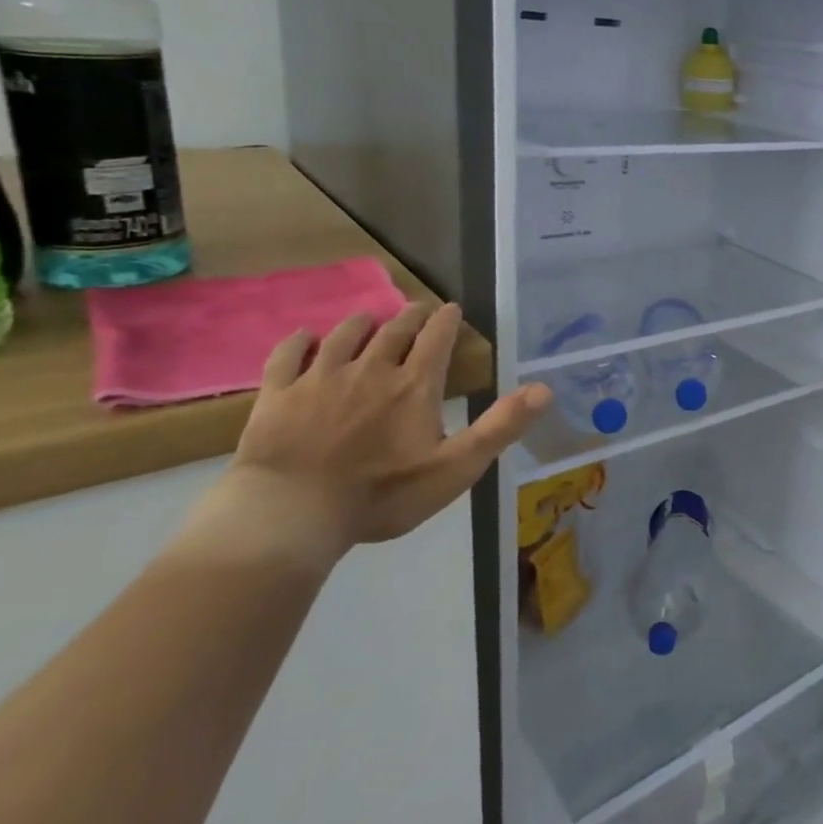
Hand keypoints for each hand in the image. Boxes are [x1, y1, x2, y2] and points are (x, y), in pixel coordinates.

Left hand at [182, 303, 550, 572]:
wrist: (290, 515)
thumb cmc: (382, 495)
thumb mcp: (456, 468)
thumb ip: (500, 426)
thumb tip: (544, 389)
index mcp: (414, 385)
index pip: (436, 338)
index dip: (446, 320)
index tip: (451, 308)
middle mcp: (370, 370)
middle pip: (393, 330)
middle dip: (410, 316)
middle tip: (417, 309)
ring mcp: (320, 379)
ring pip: (344, 336)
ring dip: (362, 323)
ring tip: (369, 319)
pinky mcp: (278, 394)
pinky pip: (288, 356)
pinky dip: (299, 342)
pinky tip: (305, 338)